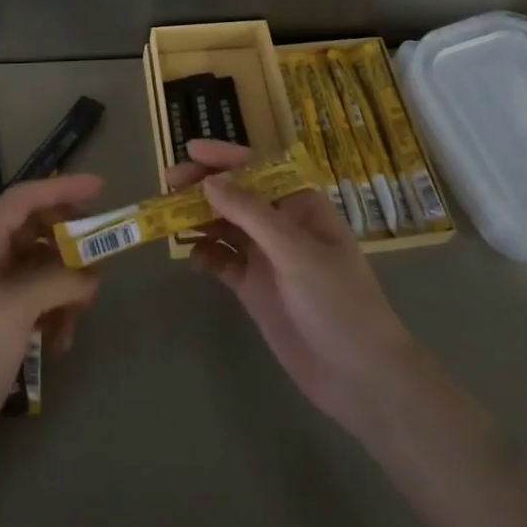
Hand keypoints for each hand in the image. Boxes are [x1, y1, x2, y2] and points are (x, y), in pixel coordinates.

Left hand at [0, 175, 103, 463]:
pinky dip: (56, 315)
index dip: (61, 188)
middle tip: (99, 256)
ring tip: (78, 316)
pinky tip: (60, 344)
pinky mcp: (1, 329)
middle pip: (36, 233)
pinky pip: (40, 304)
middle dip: (69, 243)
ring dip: (66, 286)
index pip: (22, 200)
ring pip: (43, 270)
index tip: (100, 187)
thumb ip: (56, 279)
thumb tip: (91, 275)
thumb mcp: (13, 308)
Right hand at [168, 140, 421, 434]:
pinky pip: (223, 262)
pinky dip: (206, 256)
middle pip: (236, 195)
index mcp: (300, 205)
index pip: (258, 169)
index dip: (225, 157)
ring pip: (225, 227)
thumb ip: (251, 214)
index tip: (190, 150)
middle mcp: (281, 225)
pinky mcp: (255, 289)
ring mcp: (266, 257)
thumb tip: (209, 182)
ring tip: (167, 217)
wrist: (359, 376)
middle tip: (168, 183)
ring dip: (199, 219)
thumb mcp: (296, 252)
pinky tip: (191, 257)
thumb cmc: (338, 302)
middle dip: (203, 186)